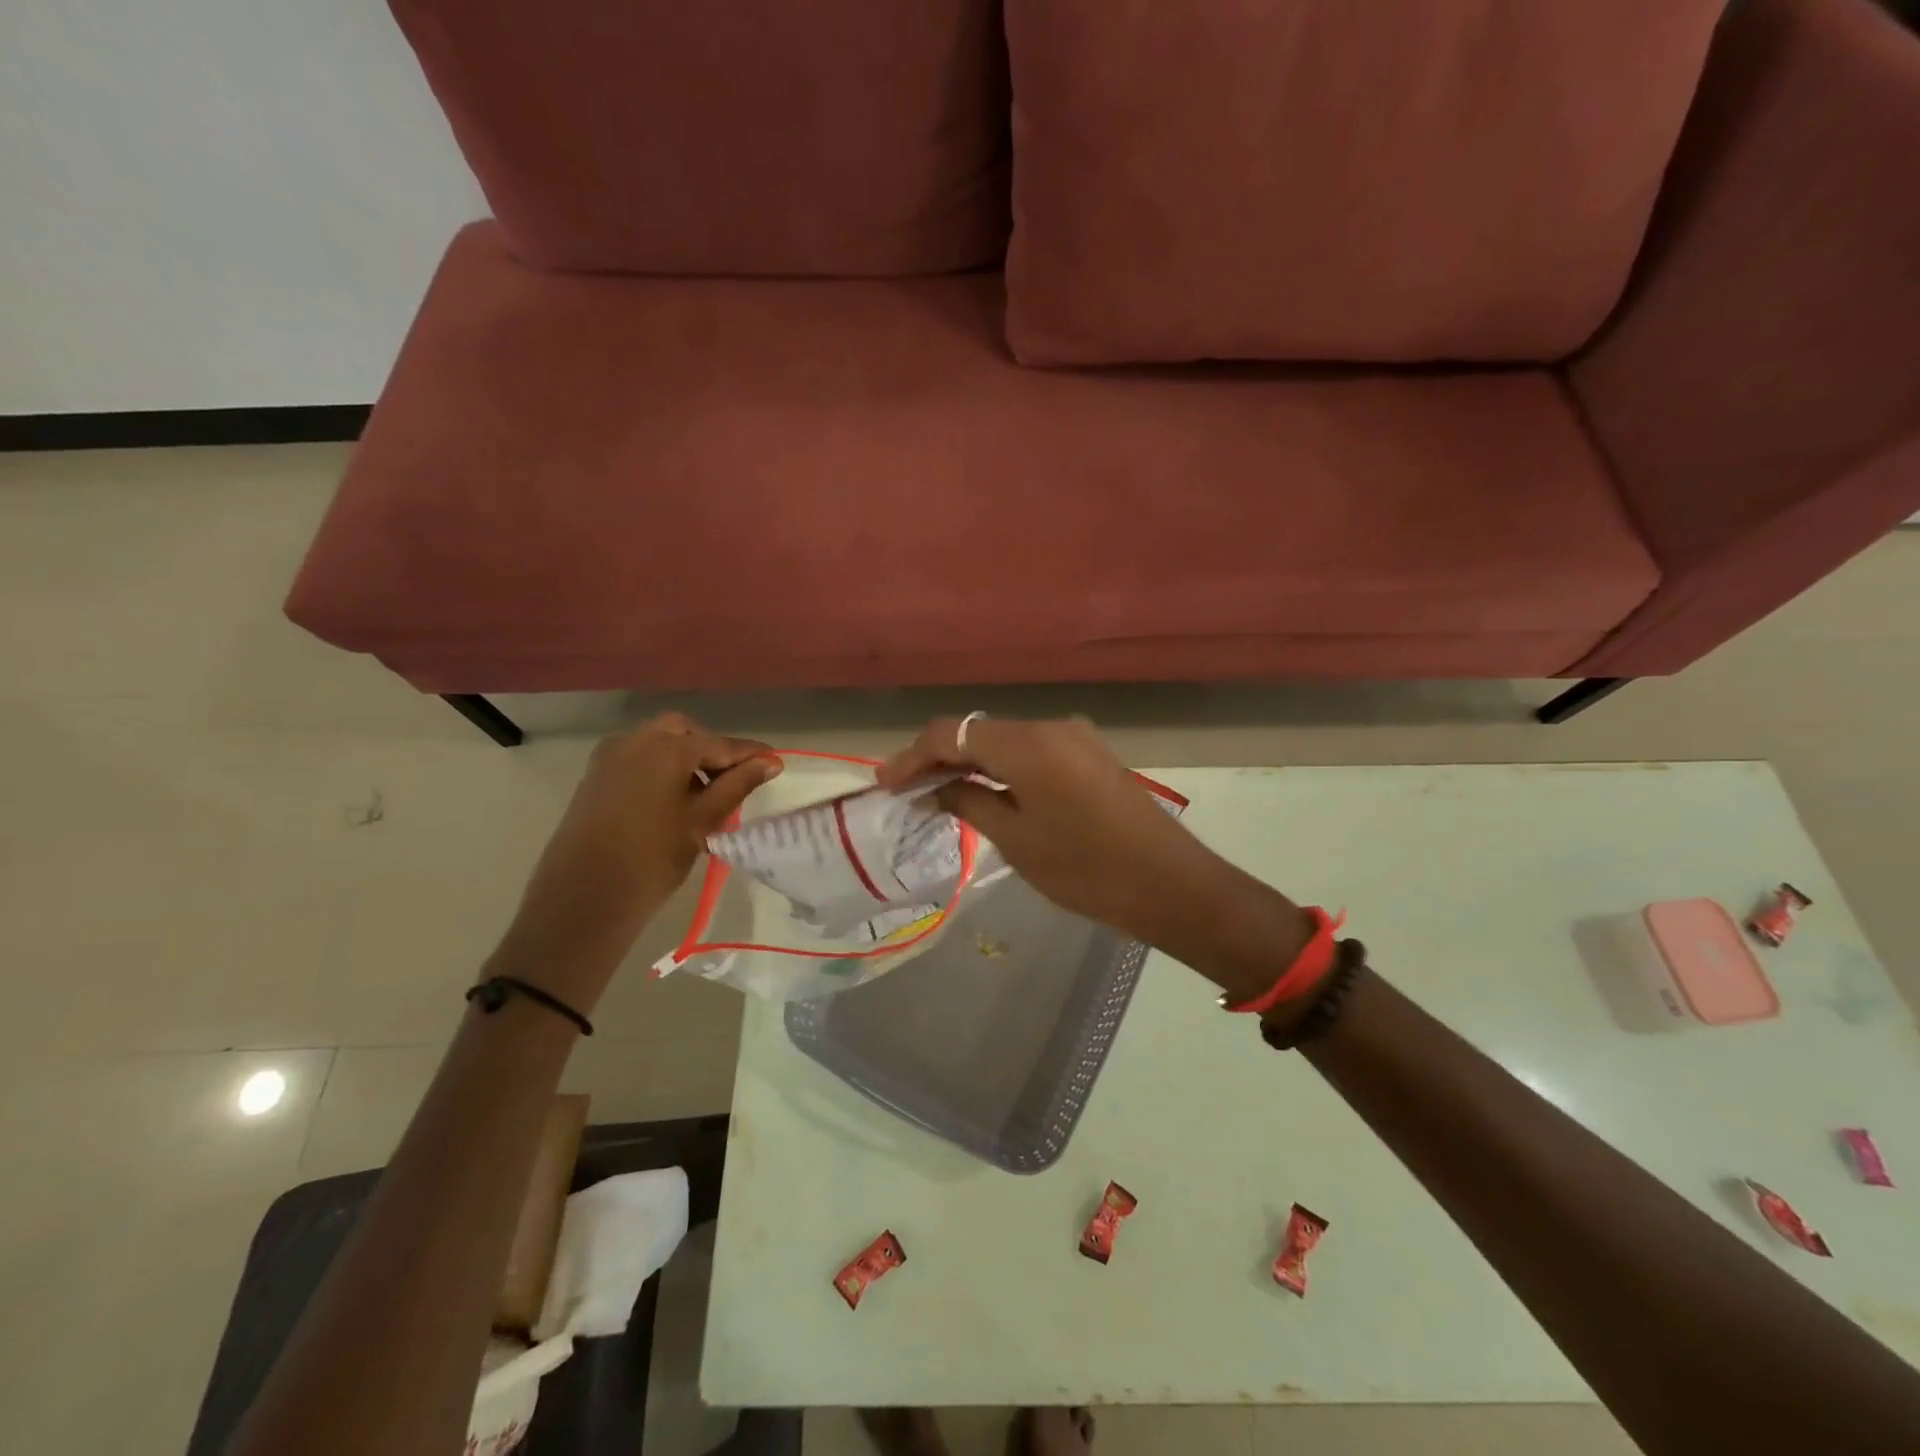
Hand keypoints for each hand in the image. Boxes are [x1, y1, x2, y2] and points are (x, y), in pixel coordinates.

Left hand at [490, 714, 779, 1008]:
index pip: (719, 744)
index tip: (775, 763)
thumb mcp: (702, 821)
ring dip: (684, 759)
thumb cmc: (652, 858)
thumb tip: (770, 761)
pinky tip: (672, 801)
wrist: (583, 898)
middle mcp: (636, 740)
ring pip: (658, 743)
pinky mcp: (595, 776)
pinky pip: (637, 758)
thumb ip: (737, 786)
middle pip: (684, 733)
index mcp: (666, 748)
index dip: (749, 754)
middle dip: (711, 750)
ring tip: (704, 796)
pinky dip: (660, 768)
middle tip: (732, 781)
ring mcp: (610, 756)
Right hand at [877, 717, 1314, 1001]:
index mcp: (1029, 743)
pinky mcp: (1090, 755)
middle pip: (979, 731)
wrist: (1169, 884)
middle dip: (938, 756)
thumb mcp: (1016, 840)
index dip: (913, 755)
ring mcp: (1075, 738)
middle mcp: (1051, 726)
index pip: (952, 732)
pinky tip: (985, 790)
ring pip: (1005, 741)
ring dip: (970, 762)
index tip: (885, 783)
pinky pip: (1032, 752)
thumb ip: (969, 801)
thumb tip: (937, 787)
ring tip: (936, 791)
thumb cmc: (1085, 868)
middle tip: (904, 789)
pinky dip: (1001, 768)